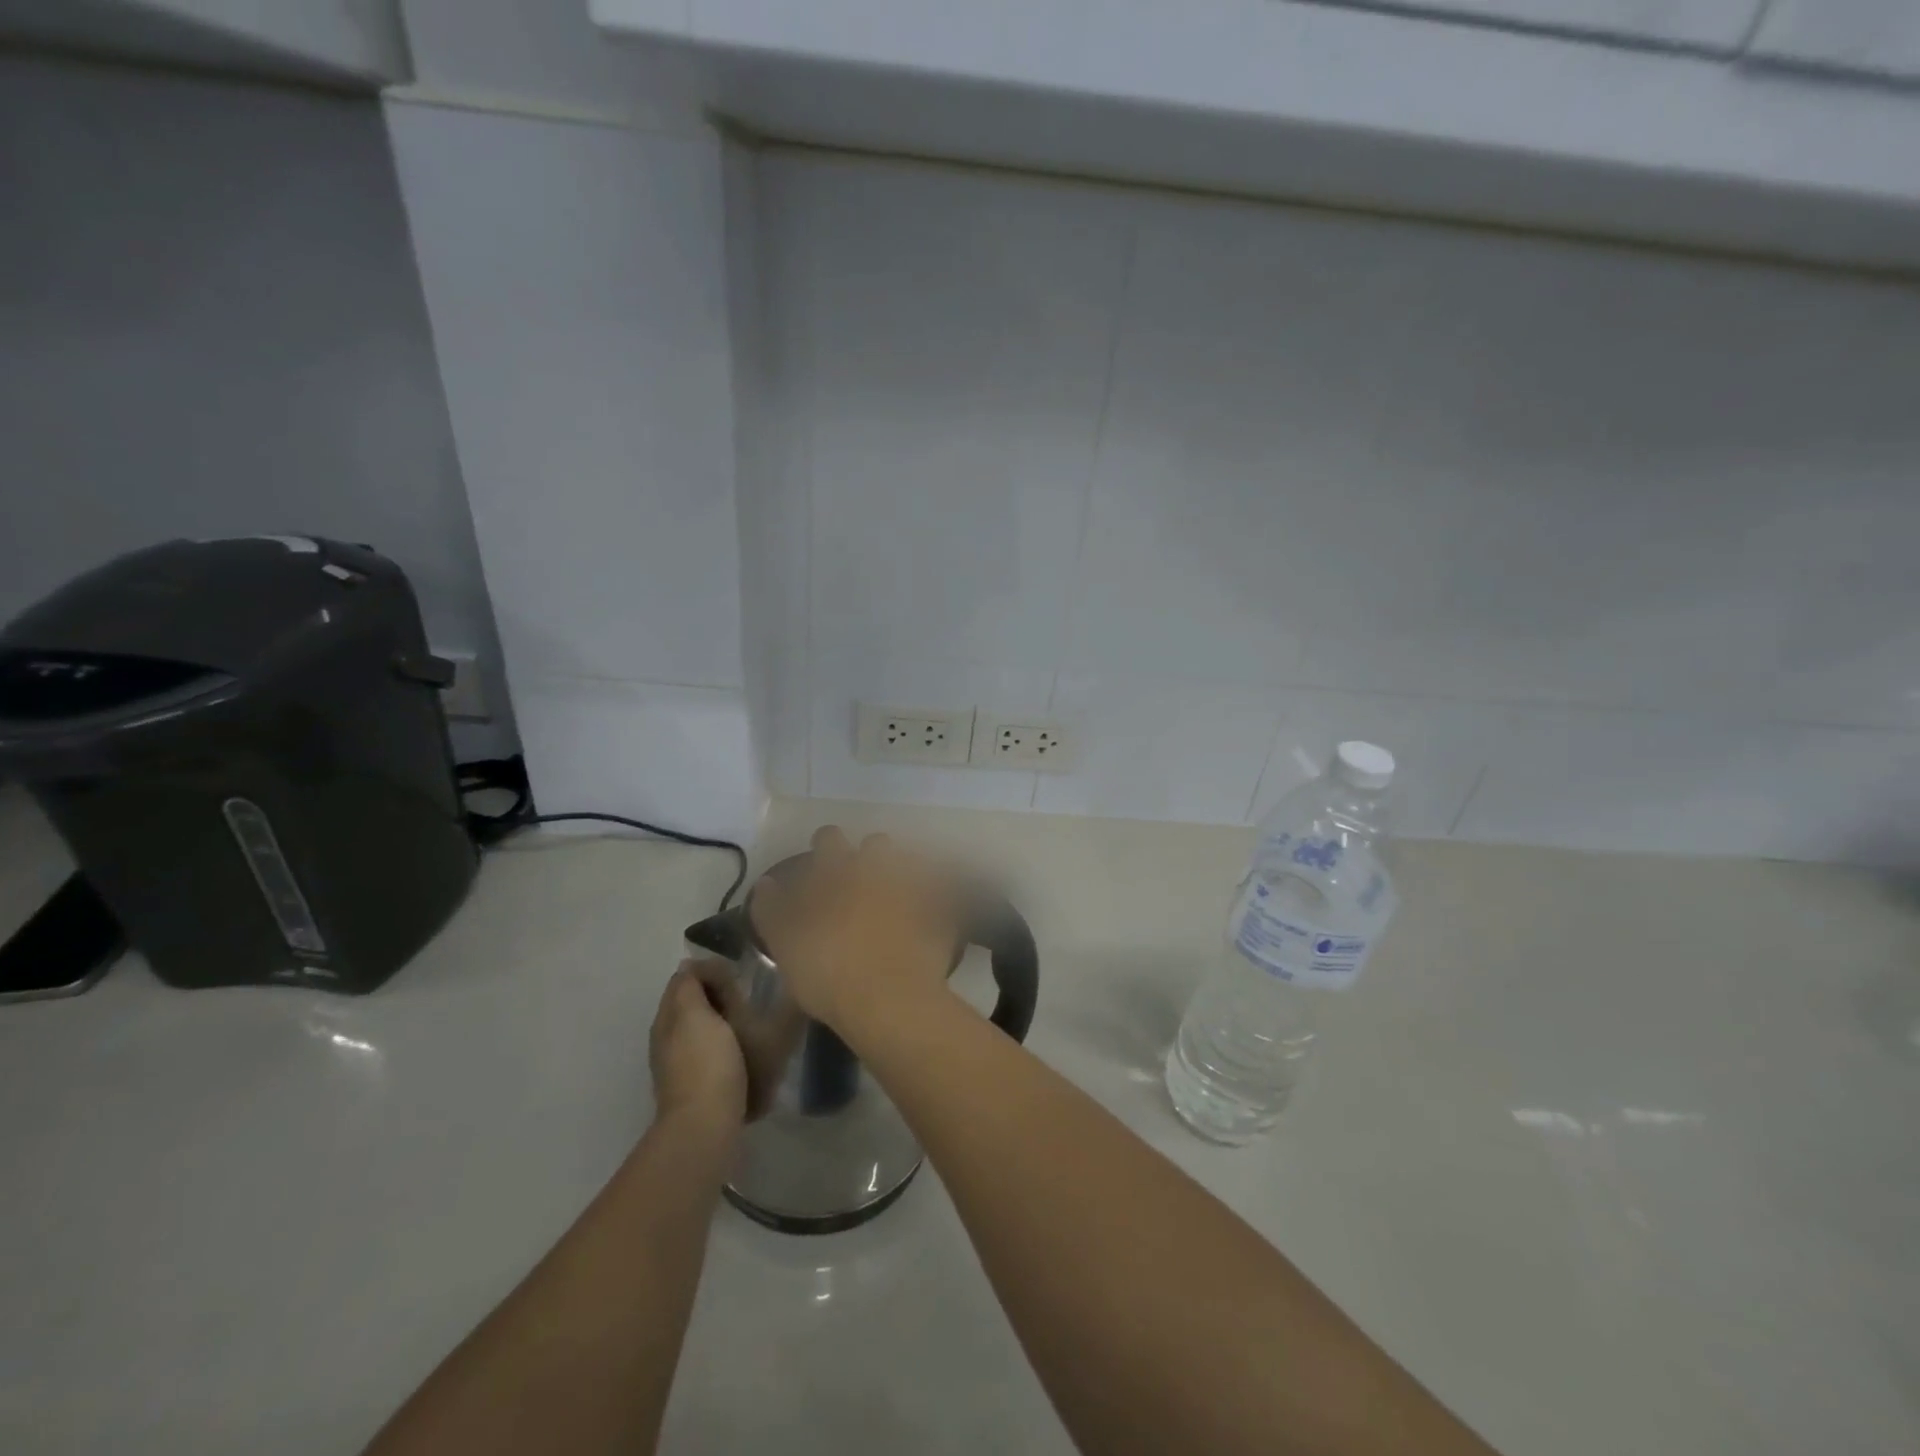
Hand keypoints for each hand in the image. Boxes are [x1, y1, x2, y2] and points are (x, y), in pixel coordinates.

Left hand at [648, 963, 747, 1128]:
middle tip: (748, 1000)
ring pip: (709, 1030)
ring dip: (729, 1022)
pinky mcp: (704, 1086)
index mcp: (667, 1020)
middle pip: (697, 1005)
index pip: (684, 980)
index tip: (737, 976)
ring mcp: (685, 1066)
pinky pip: (719, 1054)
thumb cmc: (704, 1064)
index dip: (709, 972)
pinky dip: (733, 1047)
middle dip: (722, 998)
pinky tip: (750, 1052)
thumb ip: (689, 986)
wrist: (707, 1127)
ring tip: (755, 1023)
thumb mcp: (694, 1014)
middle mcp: (670, 1041)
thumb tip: (689, 966)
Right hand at [752, 827, 960, 1037]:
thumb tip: (766, 882)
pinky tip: (924, 922)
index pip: (829, 837)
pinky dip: (932, 902)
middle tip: (859, 886)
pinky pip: (940, 895)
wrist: (890, 999)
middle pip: (876, 843)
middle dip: (869, 857)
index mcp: (838, 869)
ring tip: (894, 903)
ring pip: (910, 864)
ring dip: (901, 876)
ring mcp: (914, 885)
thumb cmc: (827, 971)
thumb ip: (771, 909)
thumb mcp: (784, 944)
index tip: (820, 865)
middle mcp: (878, 867)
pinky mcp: (942, 909)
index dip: (824, 847)